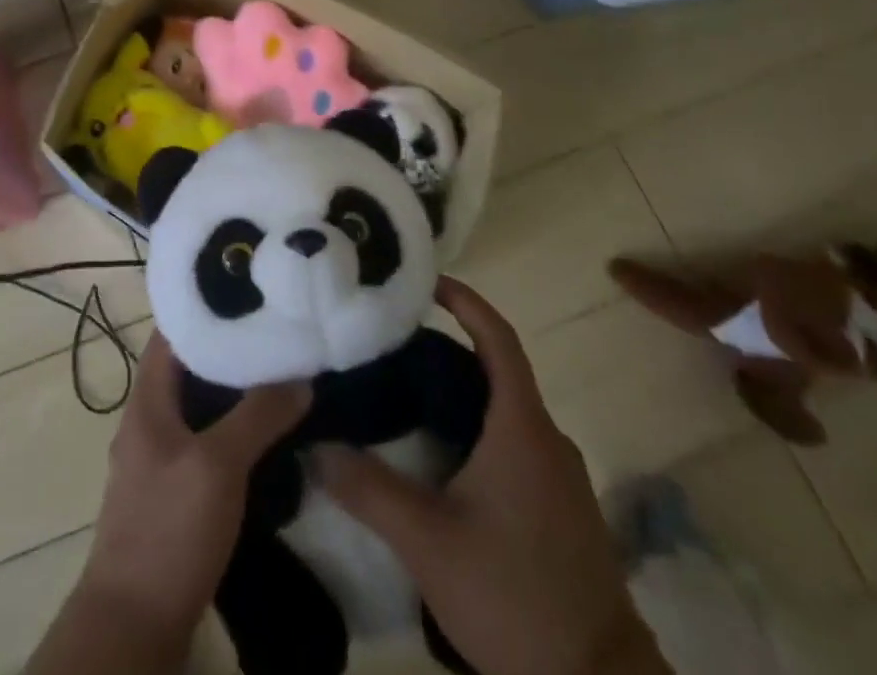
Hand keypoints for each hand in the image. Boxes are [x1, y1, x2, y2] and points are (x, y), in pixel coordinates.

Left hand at [28, 334, 309, 674]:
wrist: (134, 622)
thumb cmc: (169, 528)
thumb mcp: (218, 465)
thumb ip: (257, 416)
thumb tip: (300, 375)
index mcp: (146, 400)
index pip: (171, 333)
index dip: (204, 310)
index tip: (245, 294)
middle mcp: (147, 421)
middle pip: (187, 369)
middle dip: (227, 351)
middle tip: (274, 333)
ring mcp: (157, 459)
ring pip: (197, 408)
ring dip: (231, 393)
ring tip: (278, 375)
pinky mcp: (171, 493)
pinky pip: (202, 443)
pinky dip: (229, 430)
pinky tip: (263, 436)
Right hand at [313, 279, 667, 674]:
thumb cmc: (514, 596)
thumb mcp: (427, 541)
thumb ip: (368, 488)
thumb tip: (314, 446)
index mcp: (523, 429)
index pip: (499, 339)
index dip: (466, 302)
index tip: (428, 281)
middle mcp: (548, 441)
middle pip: (498, 371)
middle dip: (449, 350)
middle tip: (394, 344)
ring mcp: (561, 479)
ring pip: (507, 412)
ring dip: (463, 394)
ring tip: (406, 394)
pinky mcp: (562, 512)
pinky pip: (516, 446)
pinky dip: (478, 430)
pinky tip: (442, 457)